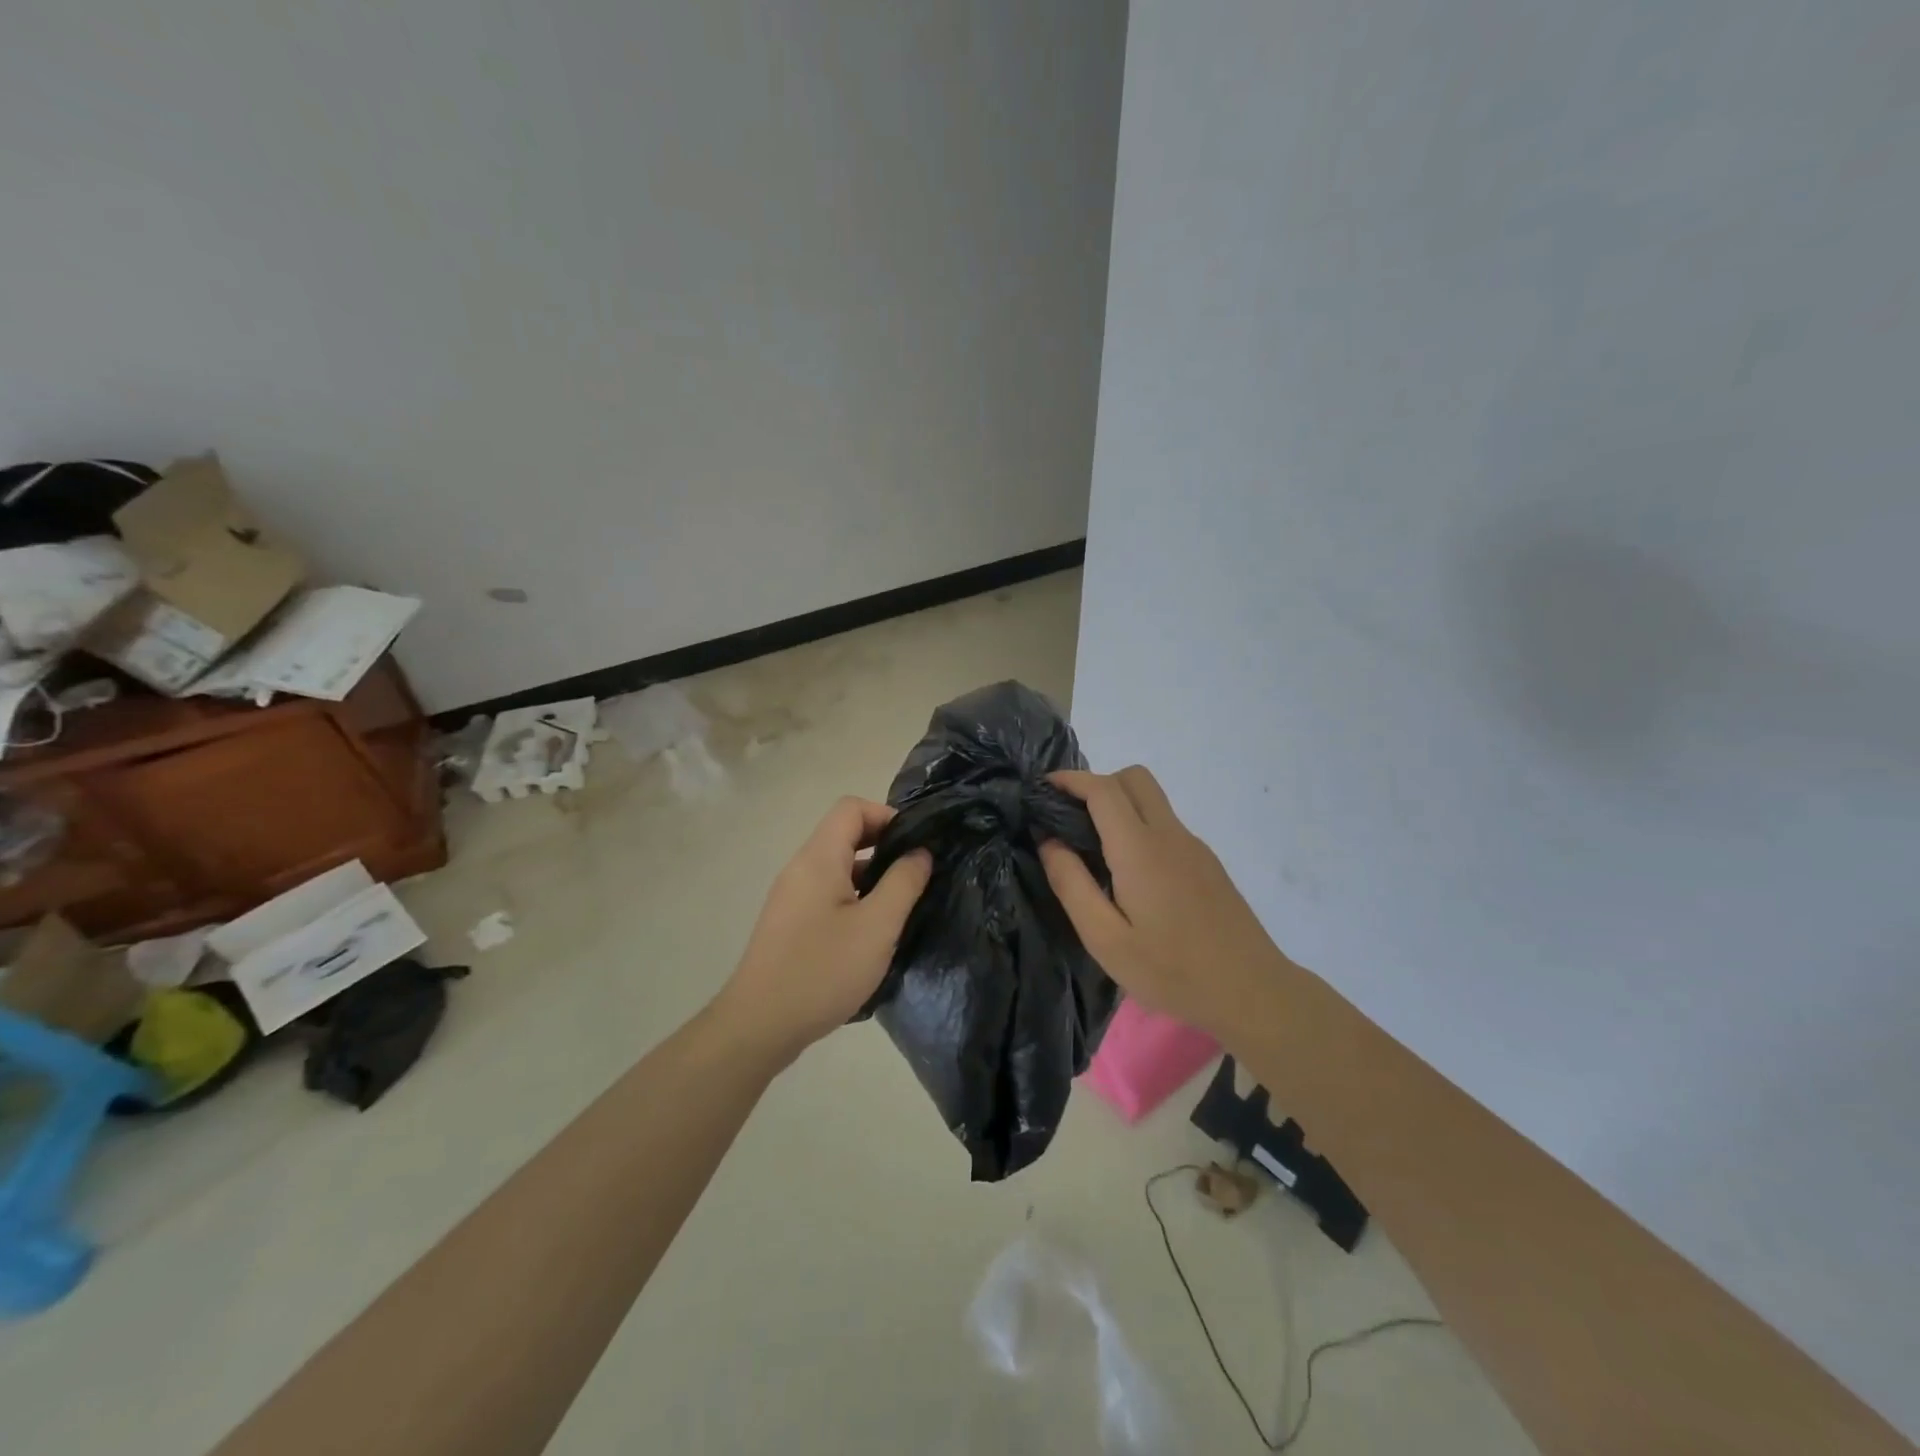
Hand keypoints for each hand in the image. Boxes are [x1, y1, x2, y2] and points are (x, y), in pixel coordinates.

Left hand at [713, 797, 932, 1063]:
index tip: (916, 845)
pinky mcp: (789, 923)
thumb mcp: (878, 926)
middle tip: (916, 875)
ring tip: (901, 906)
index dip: (887, 815)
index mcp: (819, 858)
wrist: (759, 1025)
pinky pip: (827, 893)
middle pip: (844, 835)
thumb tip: (919, 852)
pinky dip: (854, 898)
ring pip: (837, 867)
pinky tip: (872, 933)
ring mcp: (791, 897)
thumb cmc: (823, 970)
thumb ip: (903, 883)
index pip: (851, 808)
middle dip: (884, 846)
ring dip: (871, 876)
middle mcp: (800, 868)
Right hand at [1040, 766, 1288, 1038]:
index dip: (1070, 779)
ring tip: (1092, 847)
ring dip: (1118, 803)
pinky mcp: (1206, 862)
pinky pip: (1165, 824)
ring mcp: (1193, 846)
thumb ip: (1072, 884)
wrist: (1251, 992)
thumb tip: (1049, 841)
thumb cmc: (1171, 970)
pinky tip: (1129, 873)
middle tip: (1069, 817)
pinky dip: (1138, 825)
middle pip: (1133, 778)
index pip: (1103, 789)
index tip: (1042, 789)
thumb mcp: (1105, 939)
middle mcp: (1169, 835)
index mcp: (1140, 849)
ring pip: (1152, 799)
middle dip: (1096, 783)